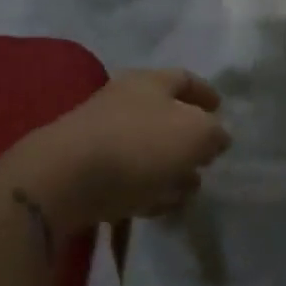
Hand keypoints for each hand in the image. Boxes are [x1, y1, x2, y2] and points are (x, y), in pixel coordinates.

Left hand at [13, 69, 230, 231]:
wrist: (64, 179)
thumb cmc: (139, 145)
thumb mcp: (196, 134)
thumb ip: (214, 133)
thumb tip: (217, 136)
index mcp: (150, 82)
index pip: (184, 78)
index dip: (205, 92)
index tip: (221, 108)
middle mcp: (123, 102)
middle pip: (164, 116)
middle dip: (189, 138)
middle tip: (207, 158)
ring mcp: (101, 136)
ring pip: (146, 149)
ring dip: (170, 168)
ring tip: (188, 191)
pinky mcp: (86, 171)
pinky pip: (126, 176)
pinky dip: (146, 188)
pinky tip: (157, 207)